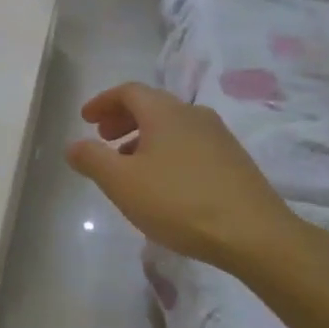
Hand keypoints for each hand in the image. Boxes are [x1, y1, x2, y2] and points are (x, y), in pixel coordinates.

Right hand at [64, 82, 323, 279]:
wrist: (254, 235)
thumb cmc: (179, 202)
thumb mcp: (122, 182)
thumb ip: (92, 159)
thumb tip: (74, 145)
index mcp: (165, 112)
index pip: (128, 91)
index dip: (103, 102)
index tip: (85, 119)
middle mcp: (193, 114)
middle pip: (151, 105)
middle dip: (122, 118)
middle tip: (103, 138)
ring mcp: (219, 137)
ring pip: (171, 126)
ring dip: (143, 137)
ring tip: (128, 165)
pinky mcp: (234, 161)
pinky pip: (189, 144)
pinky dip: (166, 151)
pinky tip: (162, 183)